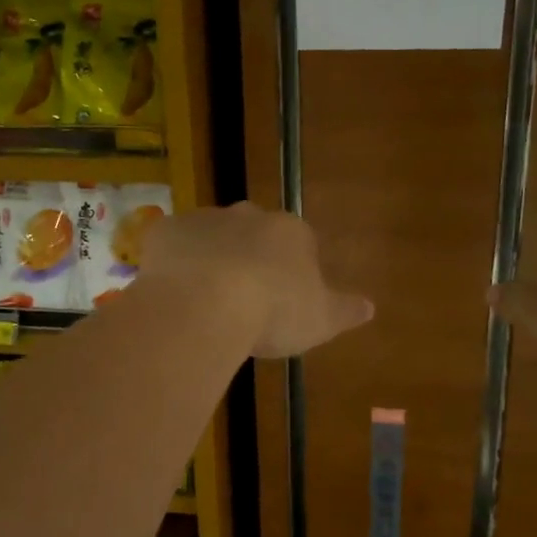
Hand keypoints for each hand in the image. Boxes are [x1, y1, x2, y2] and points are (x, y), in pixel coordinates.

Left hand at [142, 202, 374, 358]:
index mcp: (290, 233)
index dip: (291, 271)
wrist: (205, 304)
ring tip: (205, 302)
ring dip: (210, 259)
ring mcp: (204, 219)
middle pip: (253, 234)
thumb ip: (346, 310)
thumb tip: (371, 306)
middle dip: (250, 259)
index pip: (299, 244)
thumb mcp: (322, 320)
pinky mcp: (165, 231)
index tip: (283, 301)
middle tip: (243, 300)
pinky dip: (173, 263)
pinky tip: (173, 293)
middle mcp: (249, 216)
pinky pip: (172, 245)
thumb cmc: (273, 312)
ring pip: (211, 237)